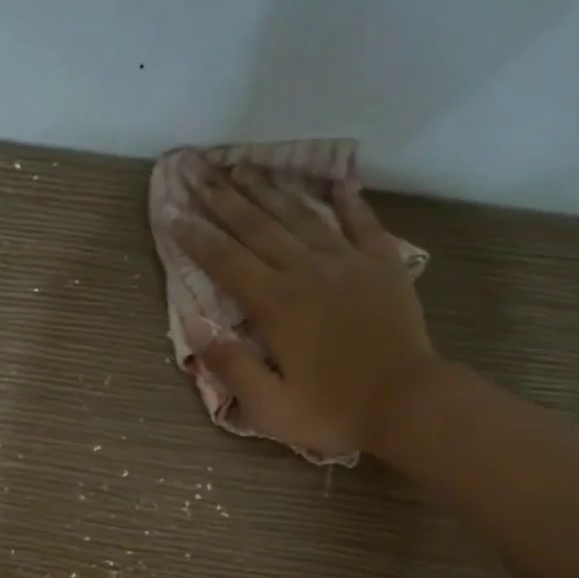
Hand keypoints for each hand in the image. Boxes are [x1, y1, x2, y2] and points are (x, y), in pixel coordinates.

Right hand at [171, 157, 441, 459]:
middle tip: (197, 169)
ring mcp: (348, 263)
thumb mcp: (269, 407)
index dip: (194, 236)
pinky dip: (349, 201)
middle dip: (222, 197)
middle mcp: (306, 271)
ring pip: (301, 216)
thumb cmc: (333, 411)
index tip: (170, 211)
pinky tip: (338, 182)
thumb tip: (194, 325)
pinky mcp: (383, 265)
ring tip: (243, 166)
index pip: (225, 261)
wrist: (408, 402)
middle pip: (257, 226)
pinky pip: (363, 224)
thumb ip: (230, 365)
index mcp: (275, 304)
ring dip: (269, 189)